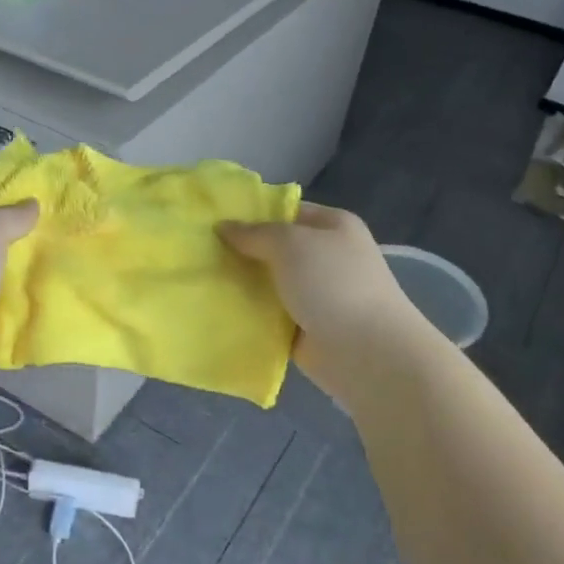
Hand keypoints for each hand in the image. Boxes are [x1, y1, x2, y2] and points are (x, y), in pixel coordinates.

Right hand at [218, 204, 423, 402]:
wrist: (366, 352)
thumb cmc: (333, 283)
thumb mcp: (291, 243)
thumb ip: (255, 233)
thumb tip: (223, 226)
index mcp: (332, 226)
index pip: (286, 211)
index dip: (251, 213)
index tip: (212, 220)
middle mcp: (326, 257)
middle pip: (274, 248)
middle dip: (240, 251)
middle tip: (198, 251)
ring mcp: (315, 294)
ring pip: (268, 283)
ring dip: (240, 284)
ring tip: (199, 280)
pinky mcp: (303, 327)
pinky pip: (268, 315)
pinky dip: (248, 315)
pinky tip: (216, 311)